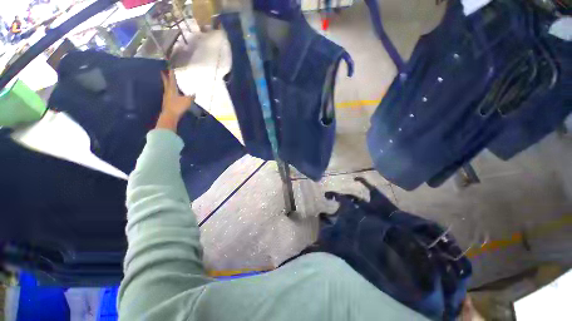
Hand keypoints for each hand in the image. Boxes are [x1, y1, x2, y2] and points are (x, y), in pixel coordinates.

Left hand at [156, 70, 194, 131]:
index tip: (170, 68)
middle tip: (163, 72)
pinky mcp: (167, 103)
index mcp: (172, 89)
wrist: (170, 115)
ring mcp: (166, 98)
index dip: (171, 74)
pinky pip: (169, 95)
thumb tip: (194, 93)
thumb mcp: (187, 101)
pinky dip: (170, 92)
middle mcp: (168, 92)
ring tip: (168, 83)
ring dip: (167, 85)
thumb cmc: (178, 106)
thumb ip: (191, 97)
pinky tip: (173, 94)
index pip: (171, 79)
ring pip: (167, 89)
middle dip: (165, 77)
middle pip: (166, 83)